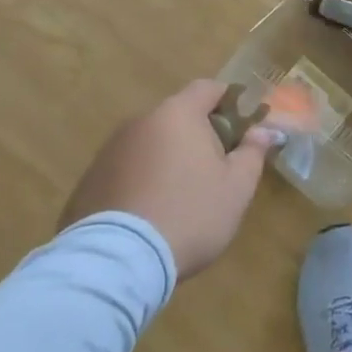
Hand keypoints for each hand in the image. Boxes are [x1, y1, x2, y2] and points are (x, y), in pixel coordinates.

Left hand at [58, 80, 278, 278]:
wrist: (117, 262)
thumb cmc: (189, 214)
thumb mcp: (236, 187)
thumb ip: (253, 152)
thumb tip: (263, 131)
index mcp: (178, 114)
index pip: (207, 88)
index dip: (228, 101)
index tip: (241, 127)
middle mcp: (140, 122)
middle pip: (177, 117)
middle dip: (197, 135)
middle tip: (214, 169)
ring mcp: (109, 152)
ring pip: (149, 145)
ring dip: (166, 159)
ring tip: (178, 198)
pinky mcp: (87, 182)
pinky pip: (124, 171)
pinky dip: (139, 183)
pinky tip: (147, 216)